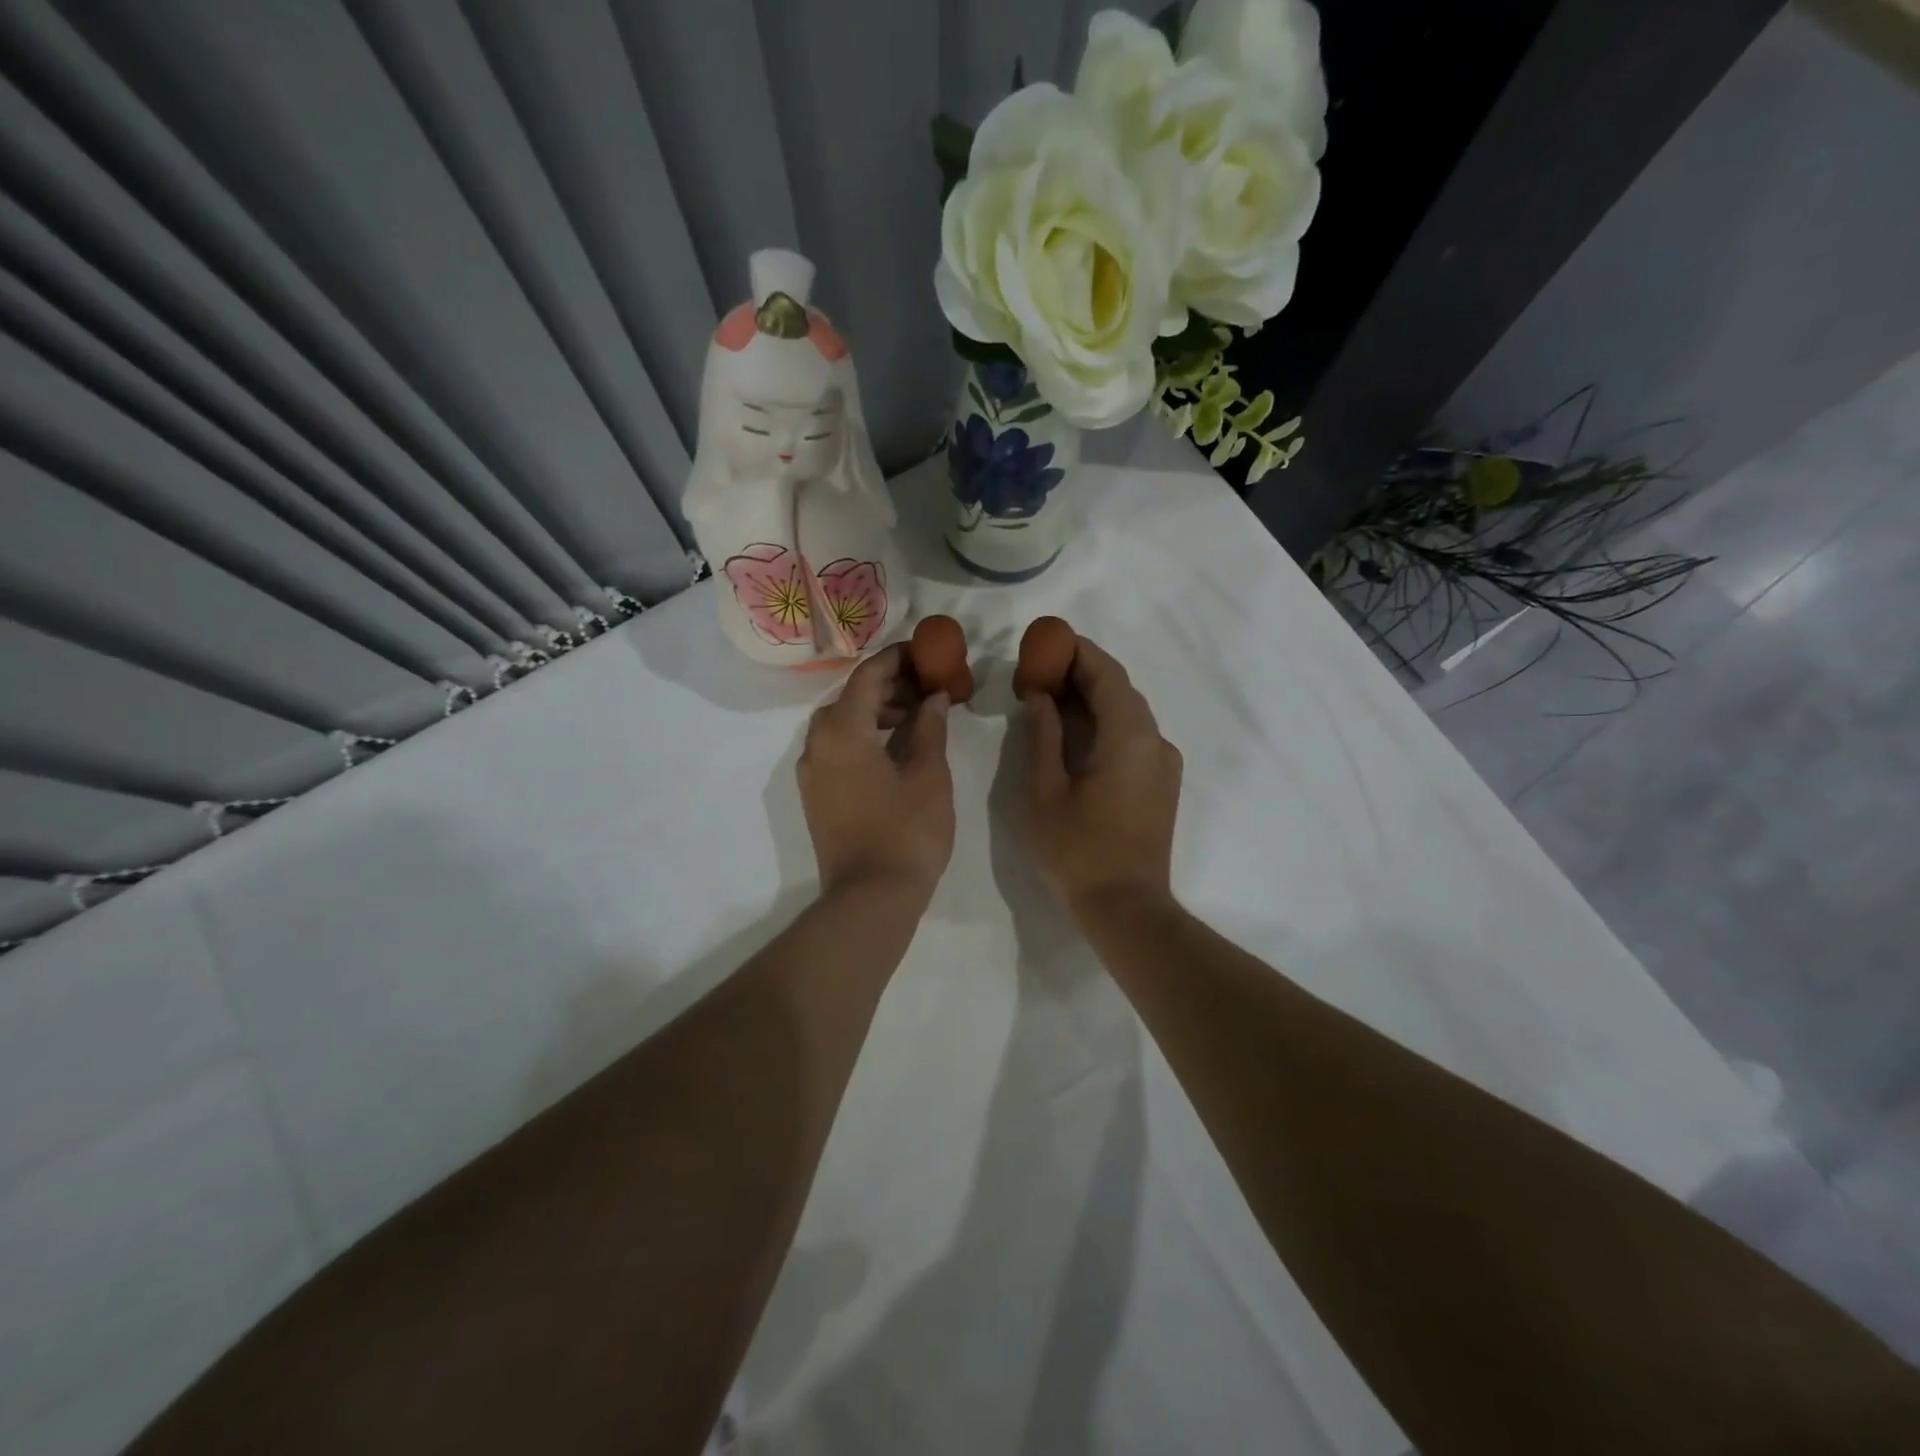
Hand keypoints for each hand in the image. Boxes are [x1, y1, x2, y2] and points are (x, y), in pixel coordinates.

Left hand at [799, 645, 954, 903]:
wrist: (870, 898)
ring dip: (875, 712)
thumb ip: (930, 728)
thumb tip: (933, 698)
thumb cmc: (907, 832)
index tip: (926, 652)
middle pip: (850, 697)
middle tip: (927, 687)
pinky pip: (837, 748)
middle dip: (888, 686)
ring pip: (840, 723)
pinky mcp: (816, 794)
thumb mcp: (928, 775)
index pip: (867, 676)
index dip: (898, 659)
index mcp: (842, 731)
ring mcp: (812, 771)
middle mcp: (816, 744)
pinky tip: (894, 748)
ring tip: (916, 716)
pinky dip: (863, 736)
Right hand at [1021, 636, 1182, 917]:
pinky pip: (1134, 735)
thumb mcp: (1046, 790)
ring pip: (1128, 712)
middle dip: (1081, 673)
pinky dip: (1106, 722)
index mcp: (1129, 736)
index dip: (1077, 652)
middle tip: (1039, 669)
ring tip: (1050, 696)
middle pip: (1120, 689)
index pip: (1106, 674)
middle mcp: (1155, 740)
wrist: (1127, 907)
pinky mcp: (1162, 782)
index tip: (1046, 641)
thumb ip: (1044, 735)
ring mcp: (1163, 762)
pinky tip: (1076, 731)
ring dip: (1093, 697)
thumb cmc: (1078, 851)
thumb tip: (1040, 696)